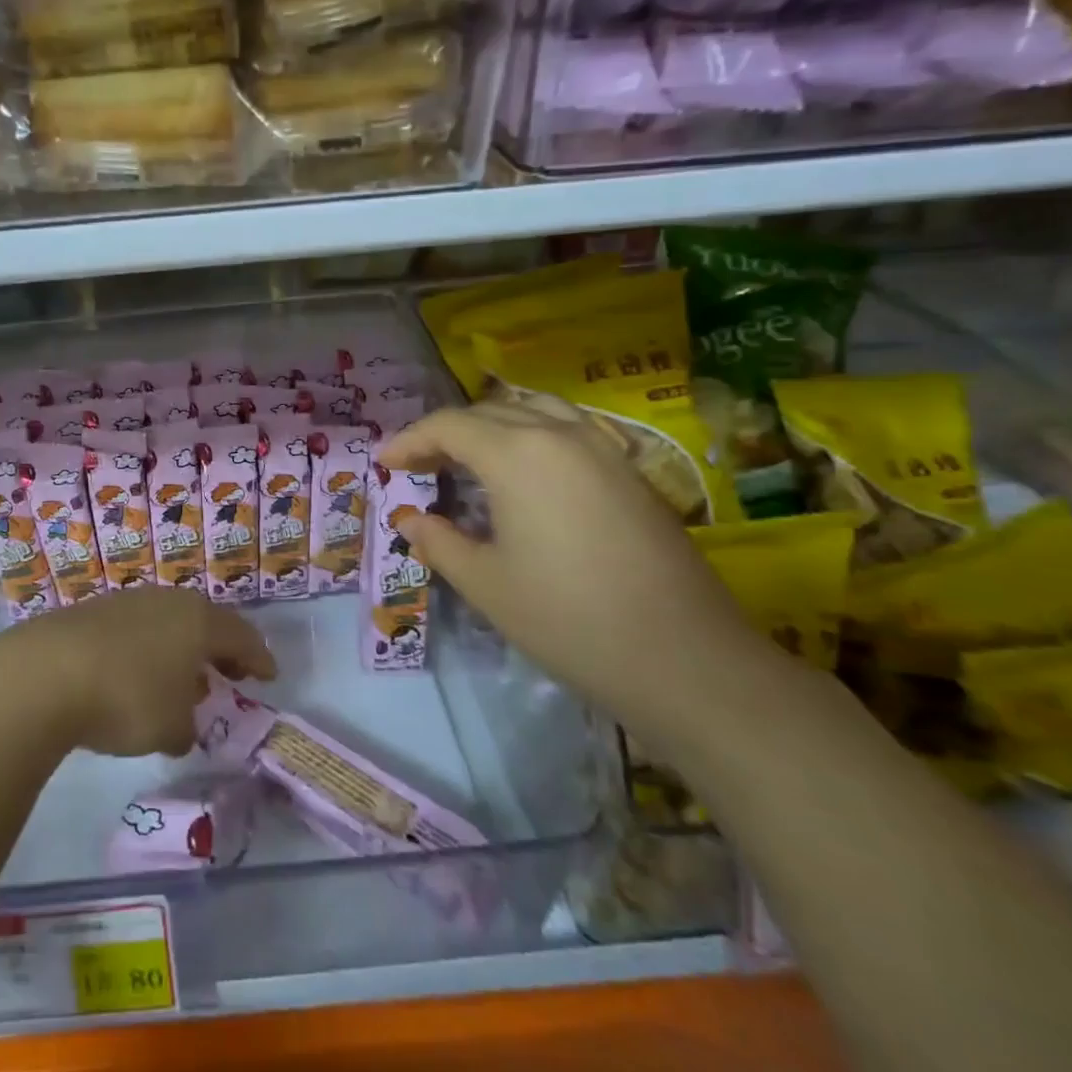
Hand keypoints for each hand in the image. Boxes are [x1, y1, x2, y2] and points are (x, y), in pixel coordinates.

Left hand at [0, 590, 277, 757]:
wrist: (45, 672)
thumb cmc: (127, 698)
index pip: (241, 635)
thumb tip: (183, 725)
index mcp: (198, 621)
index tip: (269, 675)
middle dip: (220, 651)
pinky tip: (135, 676)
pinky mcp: (92, 612)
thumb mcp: (170, 727)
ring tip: (182, 680)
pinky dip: (147, 651)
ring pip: (168, 624)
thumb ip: (187, 727)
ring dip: (180, 651)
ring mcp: (128, 602)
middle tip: (230, 674)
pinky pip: (135, 630)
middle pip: (205, 623)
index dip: (258, 657)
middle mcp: (167, 601)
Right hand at [378, 400, 775, 739]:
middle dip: (445, 432)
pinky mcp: (630, 472)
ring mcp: (603, 449)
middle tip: (418, 465)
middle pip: (489, 411)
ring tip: (468, 457)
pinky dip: (530, 435)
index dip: (409, 441)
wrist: (686, 660)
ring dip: (491, 425)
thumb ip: (438, 541)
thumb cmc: (568, 619)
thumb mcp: (485, 583)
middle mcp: (560, 435)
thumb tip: (408, 519)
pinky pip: (567, 430)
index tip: (385, 465)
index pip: (449, 425)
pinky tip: (525, 473)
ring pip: (533, 411)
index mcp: (518, 453)